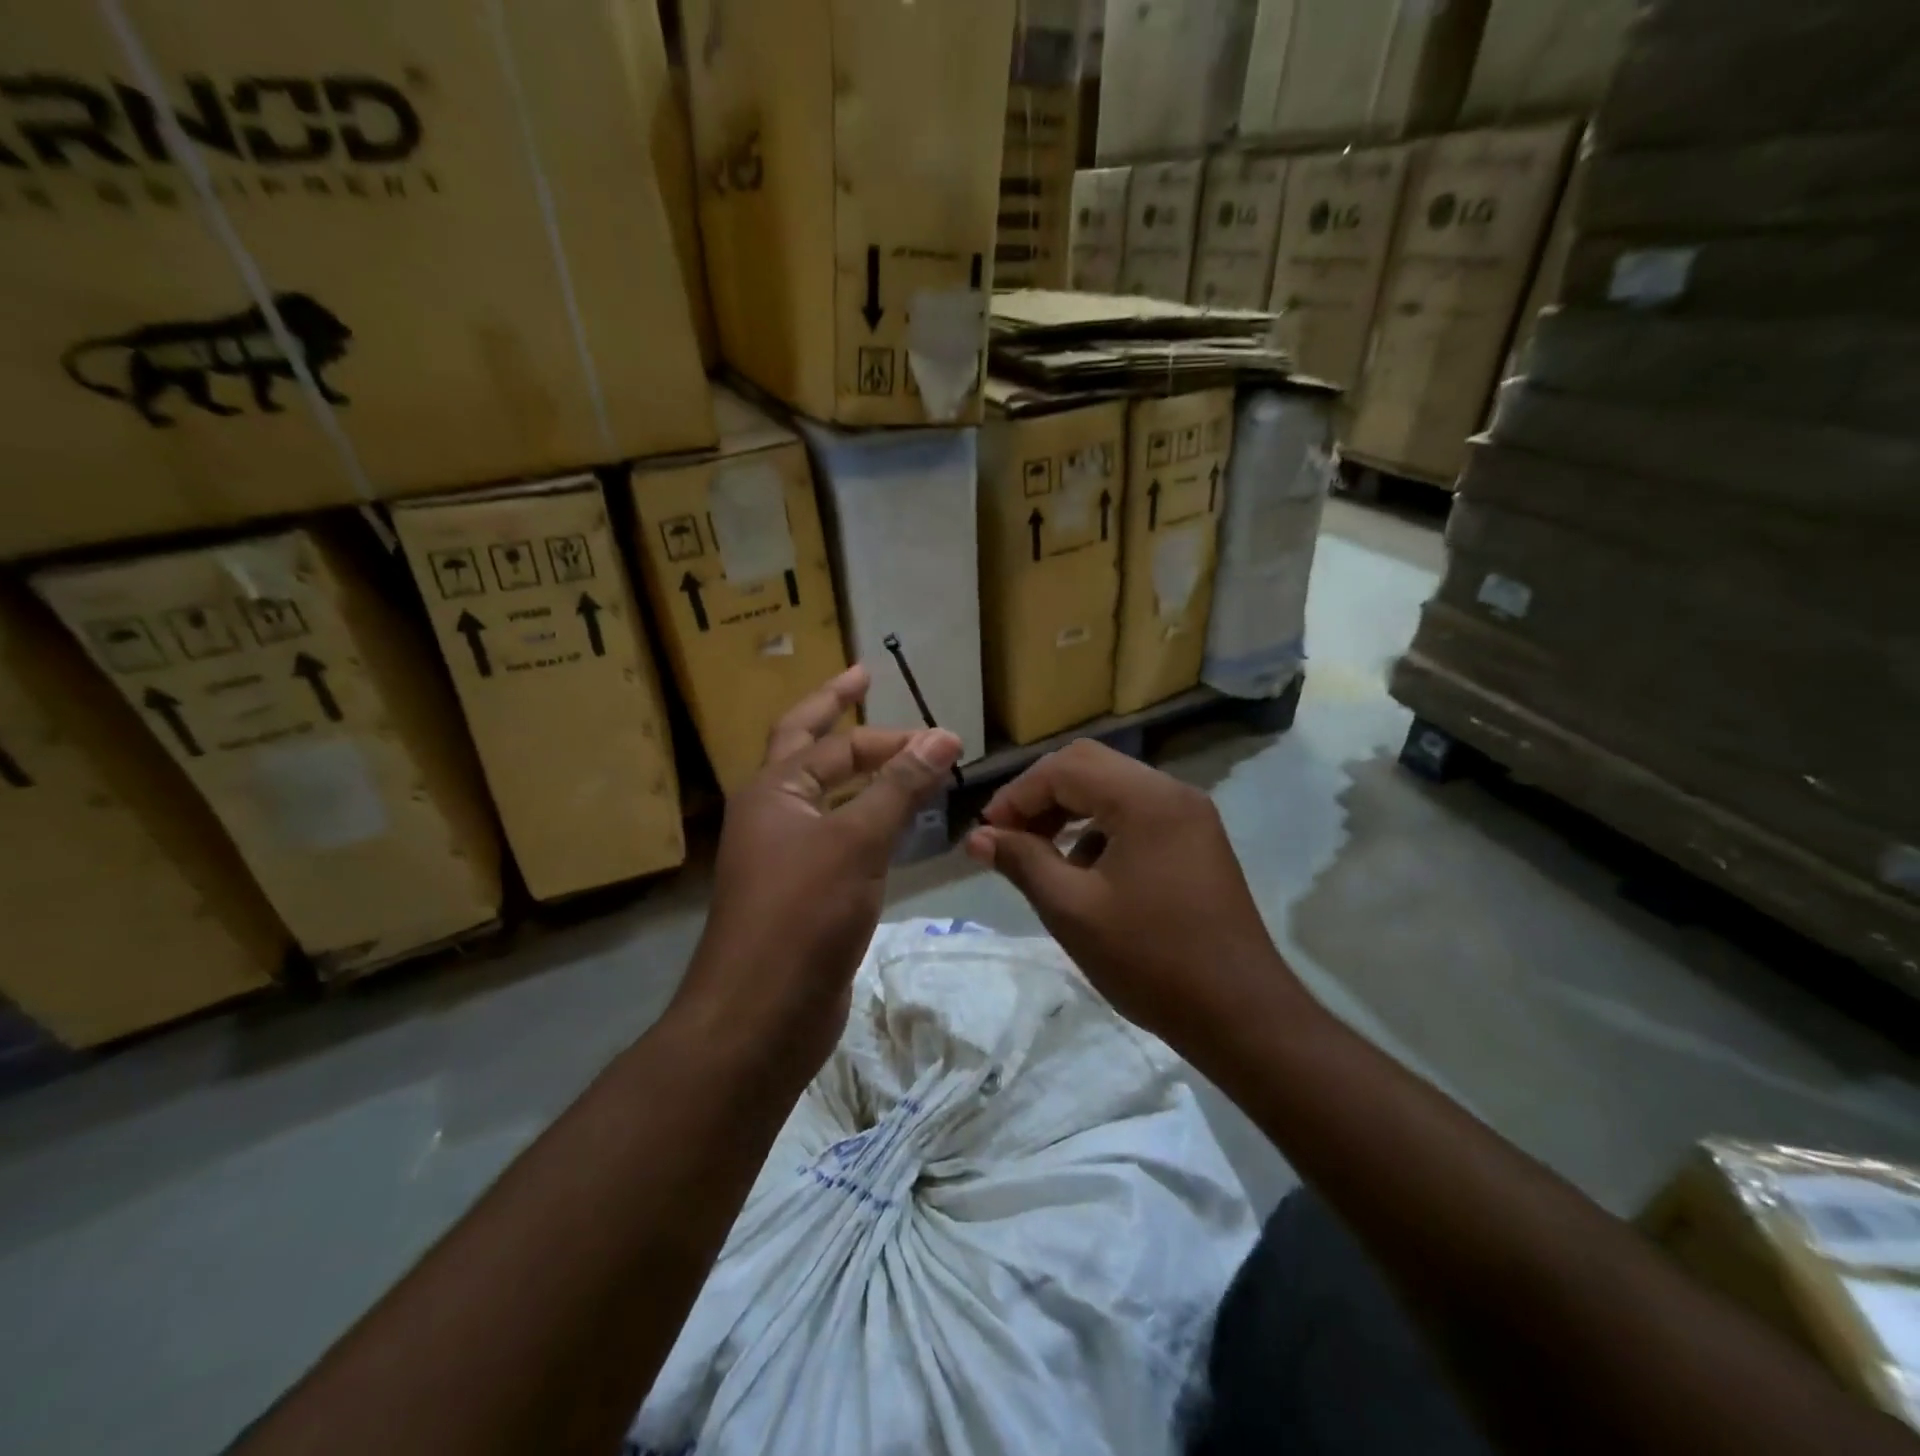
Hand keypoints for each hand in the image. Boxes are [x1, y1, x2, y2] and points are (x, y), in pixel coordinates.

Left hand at [675, 665, 962, 1071]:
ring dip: (864, 776)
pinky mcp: (806, 893)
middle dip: (840, 717)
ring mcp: (787, 856)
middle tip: (867, 681)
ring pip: (830, 799)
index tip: (935, 730)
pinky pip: (841, 841)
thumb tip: (943, 735)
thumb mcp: (856, 841)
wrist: (762, 1014)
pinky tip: (897, 826)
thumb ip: (900, 787)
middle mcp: (773, 815)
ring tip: (903, 759)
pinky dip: (869, 823)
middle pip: (811, 751)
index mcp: (772, 790)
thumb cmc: (802, 914)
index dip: (879, 726)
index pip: (829, 739)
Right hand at [963, 740, 1308, 1056]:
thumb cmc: (1151, 960)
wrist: (1241, 1014)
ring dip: (1070, 811)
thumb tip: (978, 838)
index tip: (987, 834)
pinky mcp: (1197, 841)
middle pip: (1090, 766)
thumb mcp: (1072, 910)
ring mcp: (1190, 816)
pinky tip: (1084, 872)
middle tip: (1009, 836)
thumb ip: (1022, 861)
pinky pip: (1137, 814)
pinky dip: (1101, 829)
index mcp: (1145, 799)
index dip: (1017, 794)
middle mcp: (1172, 792)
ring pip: (1113, 788)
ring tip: (1039, 854)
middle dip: (1042, 796)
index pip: (1065, 768)